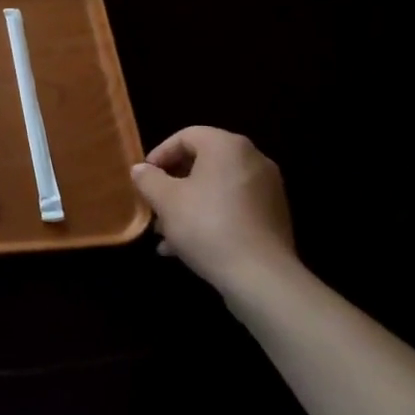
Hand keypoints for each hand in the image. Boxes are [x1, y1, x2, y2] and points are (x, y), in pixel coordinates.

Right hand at [131, 127, 295, 294]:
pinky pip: (234, 208)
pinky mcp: (274, 218)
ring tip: (165, 234)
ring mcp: (267, 190)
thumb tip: (140, 169)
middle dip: (173, 185)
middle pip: (202, 163)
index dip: (160, 155)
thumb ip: (148, 179)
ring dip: (189, 206)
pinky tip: (187, 247)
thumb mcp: (165, 200)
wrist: (261, 277)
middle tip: (154, 205)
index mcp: (227, 146)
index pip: (186, 136)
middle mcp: (253, 160)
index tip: (144, 178)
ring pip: (216, 189)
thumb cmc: (207, 226)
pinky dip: (211, 219)